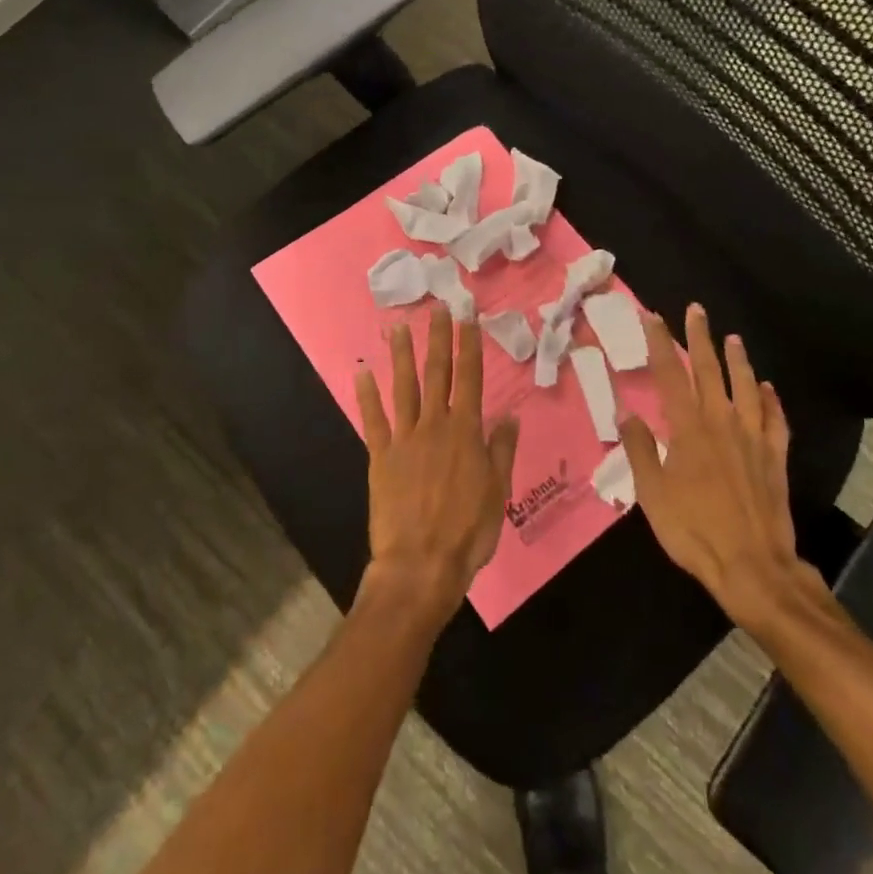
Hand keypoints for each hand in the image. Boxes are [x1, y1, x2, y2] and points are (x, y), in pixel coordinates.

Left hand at [354, 305, 520, 626]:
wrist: (421, 564)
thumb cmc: (467, 531)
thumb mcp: (497, 491)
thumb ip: (502, 450)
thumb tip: (510, 416)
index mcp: (465, 432)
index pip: (470, 379)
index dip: (469, 347)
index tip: (467, 319)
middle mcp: (434, 426)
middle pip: (437, 374)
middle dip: (438, 340)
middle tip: (437, 309)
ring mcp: (404, 439)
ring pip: (404, 388)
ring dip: (401, 356)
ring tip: (397, 328)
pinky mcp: (380, 457)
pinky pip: (373, 420)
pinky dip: (367, 396)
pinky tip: (362, 373)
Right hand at [621, 303, 819, 635]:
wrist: (753, 567)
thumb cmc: (694, 530)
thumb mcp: (652, 494)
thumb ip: (640, 449)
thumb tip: (626, 412)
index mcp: (689, 429)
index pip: (671, 375)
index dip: (661, 344)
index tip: (654, 317)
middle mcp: (722, 423)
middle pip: (710, 371)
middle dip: (700, 337)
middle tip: (697, 309)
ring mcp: (753, 438)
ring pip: (747, 387)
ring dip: (738, 360)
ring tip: (734, 338)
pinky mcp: (775, 458)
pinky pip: (776, 420)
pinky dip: (772, 400)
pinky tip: (770, 388)